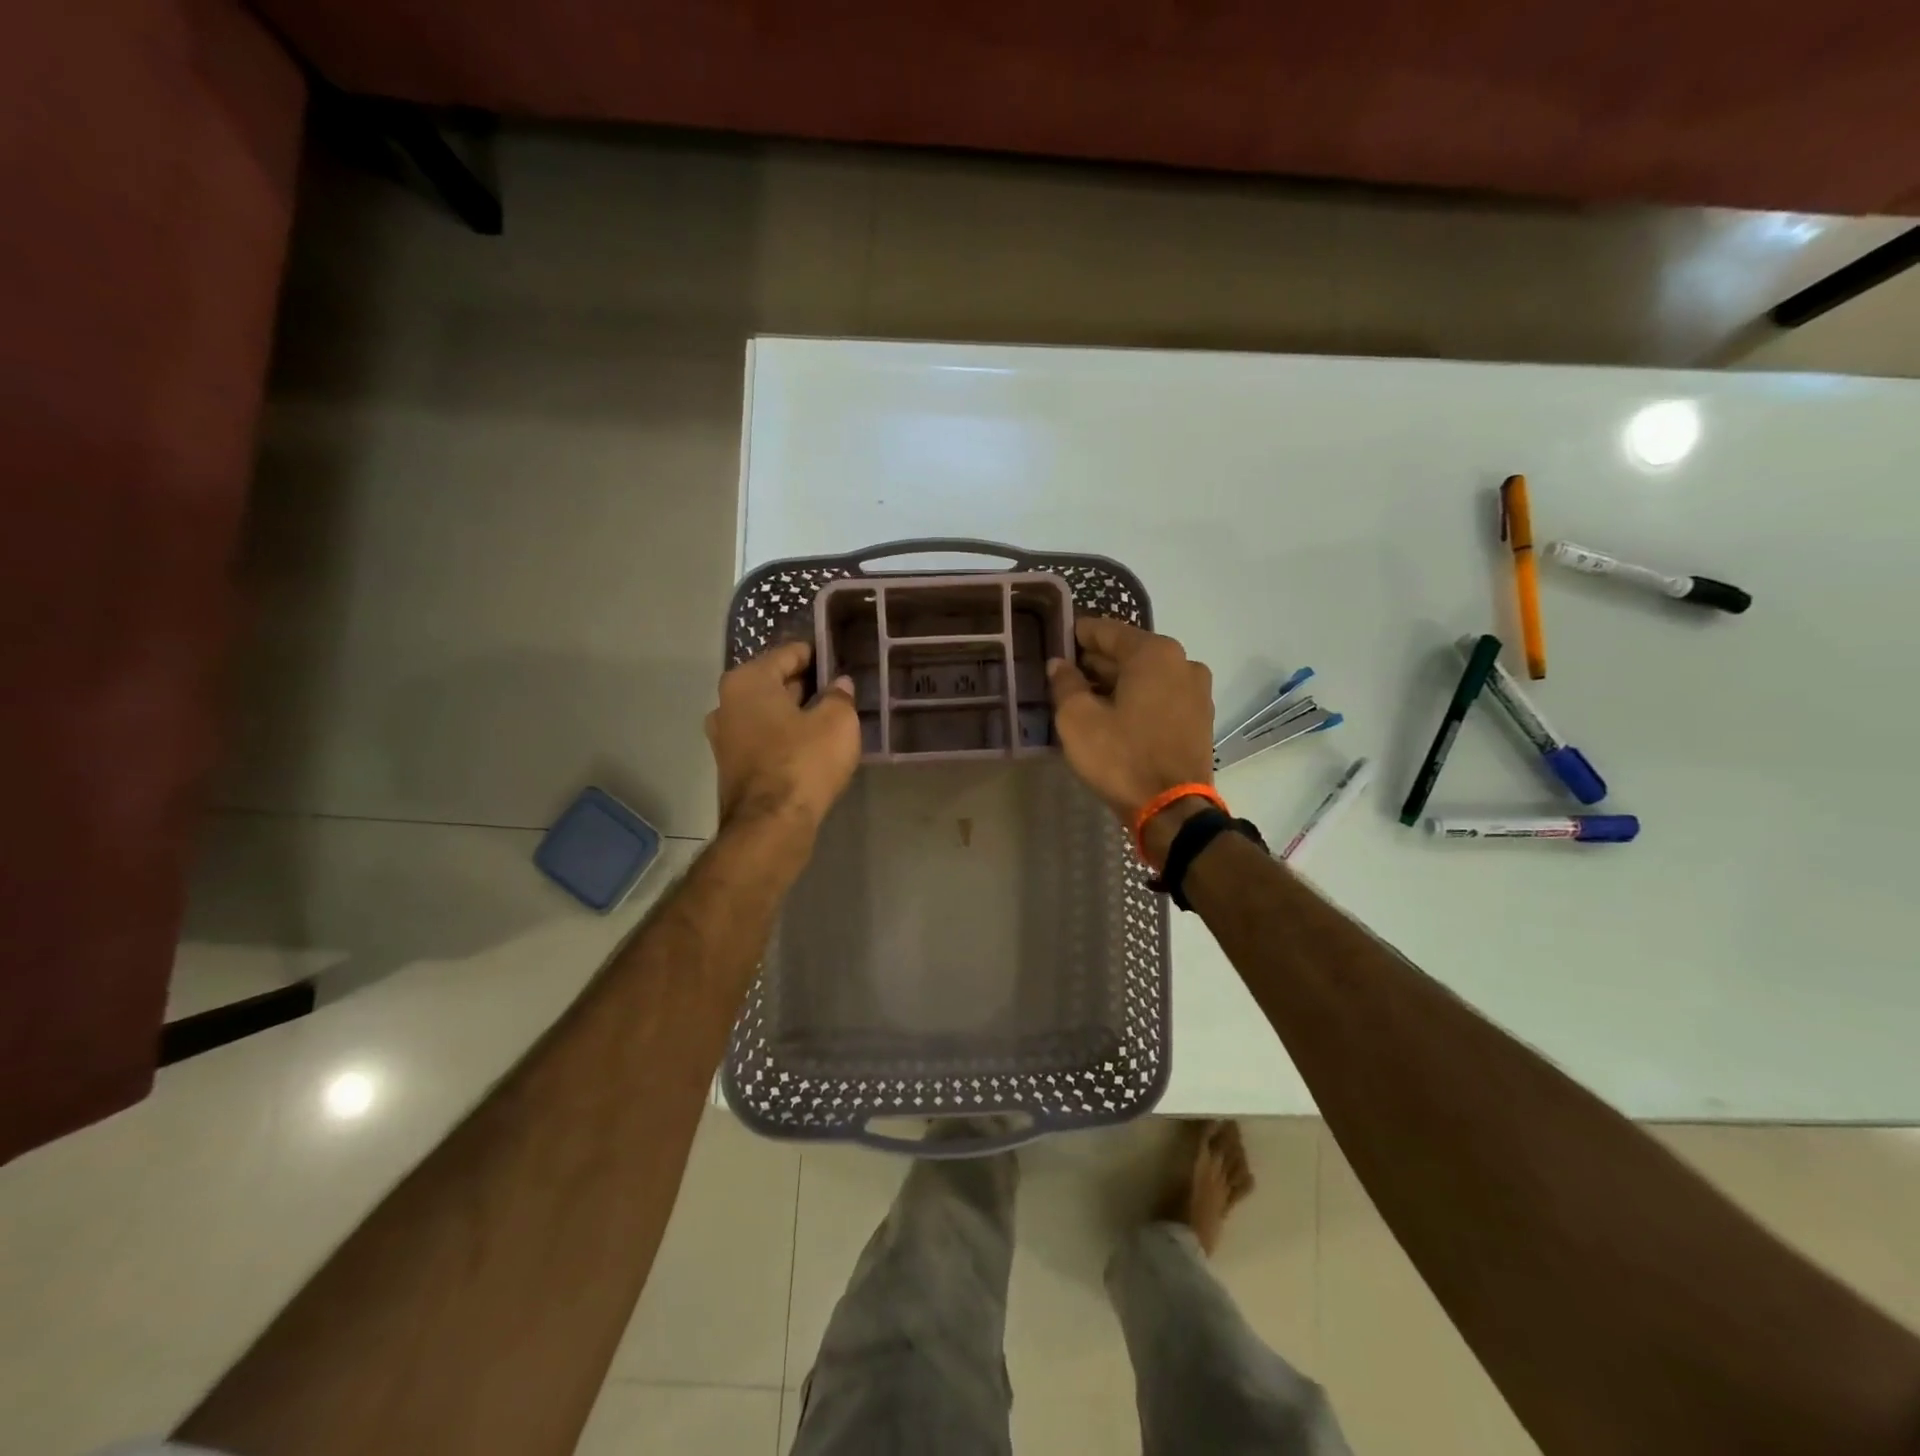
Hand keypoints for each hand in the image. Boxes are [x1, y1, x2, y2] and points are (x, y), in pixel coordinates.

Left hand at [706, 642, 860, 834]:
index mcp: (748, 681)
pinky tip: (810, 746)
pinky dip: (785, 738)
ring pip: (768, 713)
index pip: (789, 654)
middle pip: (774, 683)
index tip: (841, 660)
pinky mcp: (731, 767)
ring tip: (829, 719)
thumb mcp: (838, 721)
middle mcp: (727, 703)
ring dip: (795, 714)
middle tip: (839, 691)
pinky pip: (764, 739)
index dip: (818, 655)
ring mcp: (724, 737)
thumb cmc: (804, 761)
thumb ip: (840, 696)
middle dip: (806, 685)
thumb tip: (838, 685)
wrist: (771, 825)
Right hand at [1047, 618, 1215, 855]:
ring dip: (1116, 683)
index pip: (1106, 631)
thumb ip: (1065, 683)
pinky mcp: (1200, 719)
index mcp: (1154, 653)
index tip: (1055, 641)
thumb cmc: (1121, 757)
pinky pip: (1161, 697)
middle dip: (1096, 662)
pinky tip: (1114, 717)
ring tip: (1085, 698)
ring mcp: (1197, 691)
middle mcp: (1183, 662)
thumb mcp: (1077, 719)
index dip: (1076, 635)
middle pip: (1129, 653)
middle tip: (1064, 674)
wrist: (1172, 810)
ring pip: (1146, 677)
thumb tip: (1060, 664)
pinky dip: (1137, 700)